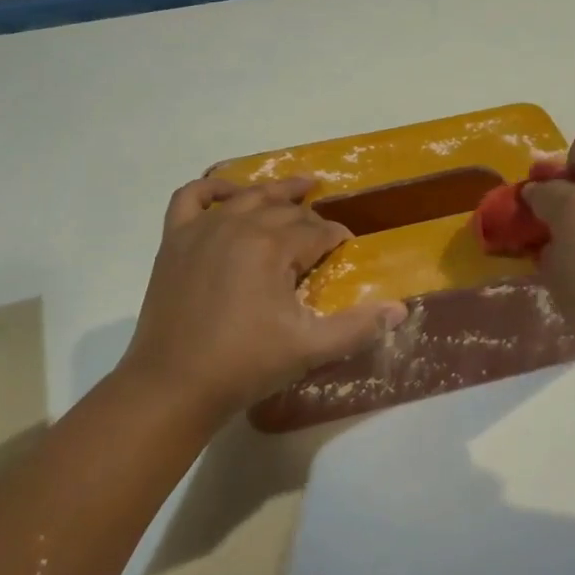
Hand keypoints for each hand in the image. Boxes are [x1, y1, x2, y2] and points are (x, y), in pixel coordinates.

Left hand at [117, 176, 408, 423]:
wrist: (173, 385)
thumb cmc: (245, 365)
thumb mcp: (310, 348)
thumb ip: (358, 327)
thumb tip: (401, 309)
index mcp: (272, 247)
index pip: (317, 231)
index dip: (337, 238)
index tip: (346, 248)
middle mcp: (238, 226)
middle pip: (285, 210)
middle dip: (311, 218)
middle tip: (325, 232)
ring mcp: (202, 230)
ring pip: (247, 196)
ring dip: (275, 192)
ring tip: (298, 189)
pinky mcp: (175, 240)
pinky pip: (191, 197)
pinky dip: (213, 188)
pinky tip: (229, 192)